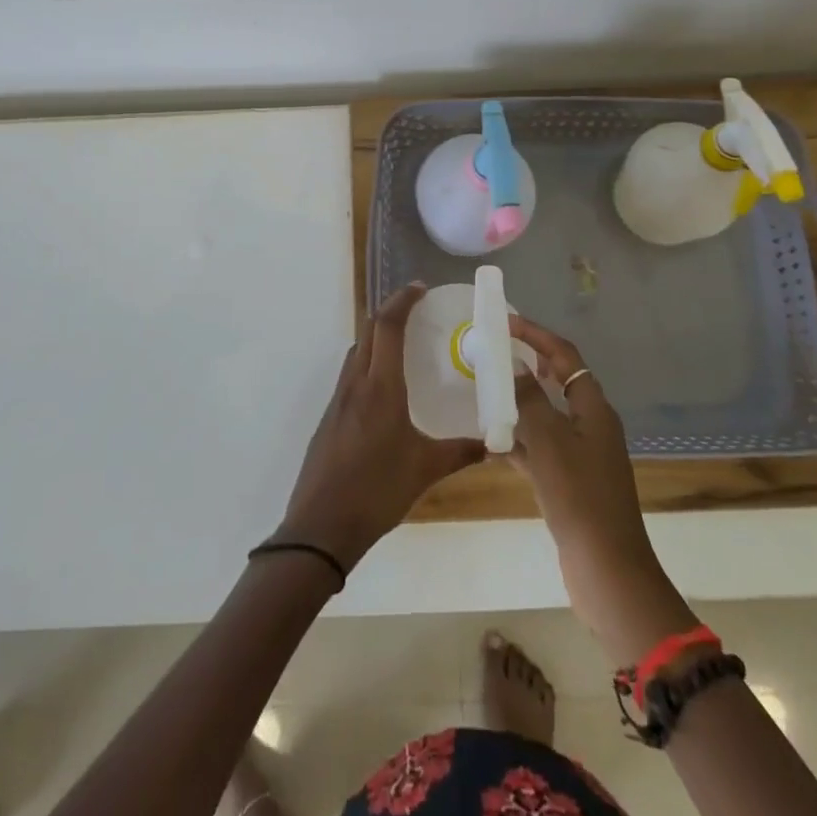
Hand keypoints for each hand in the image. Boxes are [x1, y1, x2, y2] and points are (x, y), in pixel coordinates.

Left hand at [278, 284, 485, 573]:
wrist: (321, 526)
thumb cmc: (377, 491)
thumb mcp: (425, 470)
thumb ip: (461, 452)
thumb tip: (495, 443)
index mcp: (380, 387)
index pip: (387, 327)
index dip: (402, 301)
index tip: (420, 289)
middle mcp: (356, 383)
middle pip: (368, 330)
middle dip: (390, 311)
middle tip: (415, 308)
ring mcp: (338, 399)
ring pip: (356, 350)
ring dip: (376, 335)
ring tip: (402, 341)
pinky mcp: (329, 416)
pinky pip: (350, 373)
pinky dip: (367, 360)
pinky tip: (383, 385)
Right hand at [510, 316, 698, 665]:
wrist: (606, 568)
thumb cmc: (578, 496)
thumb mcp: (549, 441)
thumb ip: (529, 401)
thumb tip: (516, 370)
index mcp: (593, 408)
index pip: (564, 356)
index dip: (537, 335)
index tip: (506, 323)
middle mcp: (592, 425)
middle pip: (558, 382)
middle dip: (528, 364)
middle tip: (495, 354)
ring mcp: (584, 455)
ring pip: (548, 416)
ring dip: (520, 403)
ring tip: (486, 392)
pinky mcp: (572, 482)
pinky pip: (542, 448)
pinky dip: (521, 441)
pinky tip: (493, 443)